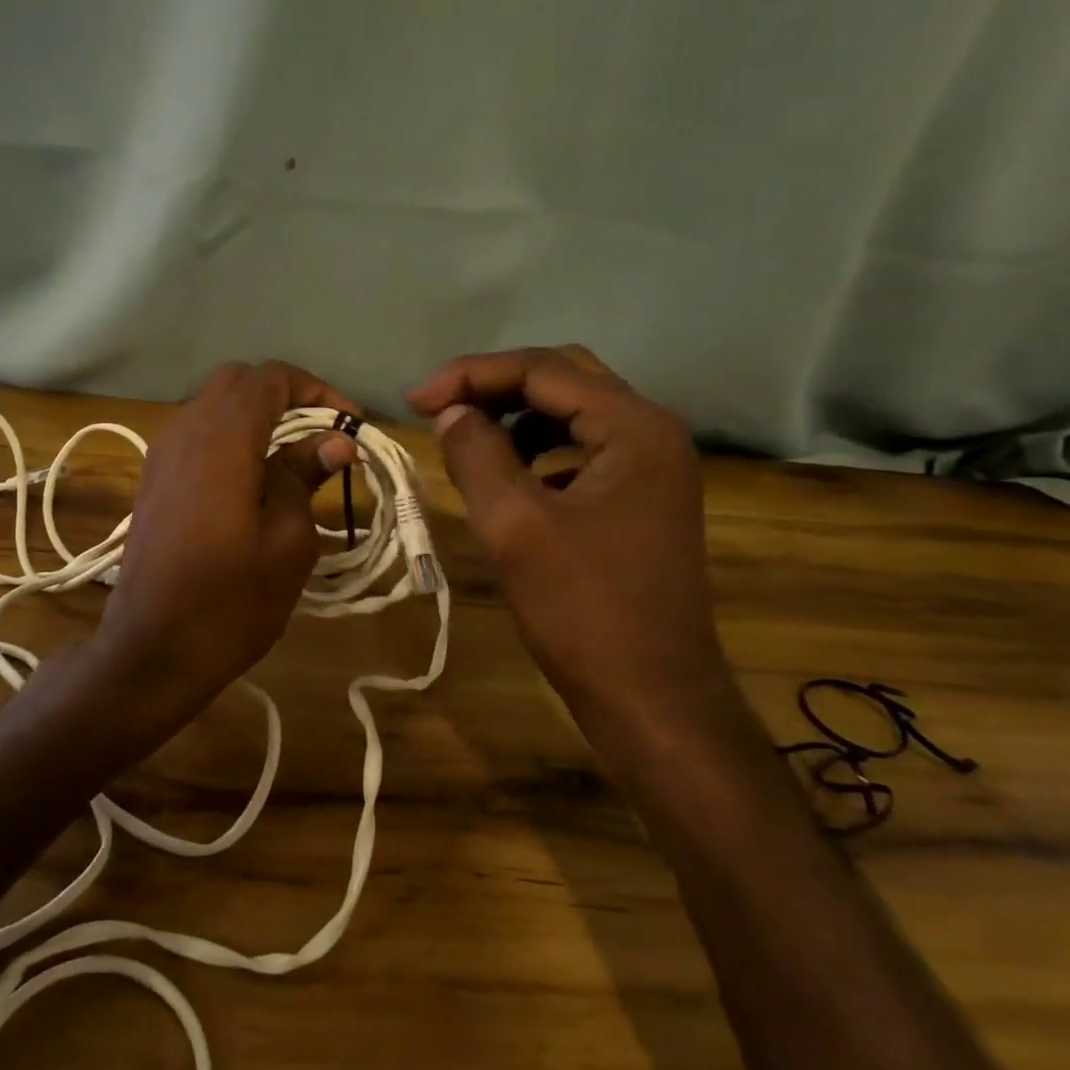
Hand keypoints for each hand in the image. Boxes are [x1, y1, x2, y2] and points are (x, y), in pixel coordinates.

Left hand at [93, 360, 357, 721]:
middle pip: (238, 381)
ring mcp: (161, 454)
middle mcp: (184, 432)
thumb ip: (304, 477)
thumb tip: (335, 440)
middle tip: (323, 436)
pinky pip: (196, 433)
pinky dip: (231, 436)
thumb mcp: (286, 542)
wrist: (150, 651)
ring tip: (295, 457)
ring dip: (256, 416)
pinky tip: (254, 477)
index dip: (317, 391)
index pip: (271, 378)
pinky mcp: (153, 478)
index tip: (349, 427)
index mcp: (221, 441)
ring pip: (213, 404)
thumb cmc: (230, 604)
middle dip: (286, 396)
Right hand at [407, 346, 739, 758]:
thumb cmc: (584, 611)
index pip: (543, 370)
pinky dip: (537, 451)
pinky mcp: (641, 499)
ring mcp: (652, 468)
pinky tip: (507, 478)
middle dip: (494, 388)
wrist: (652, 698)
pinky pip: (581, 451)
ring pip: (572, 415)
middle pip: (563, 381)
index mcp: (634, 427)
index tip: (416, 402)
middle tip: (438, 410)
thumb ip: (477, 454)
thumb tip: (452, 413)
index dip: (472, 375)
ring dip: (515, 418)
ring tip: (466, 441)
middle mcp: (653, 433)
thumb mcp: (514, 525)